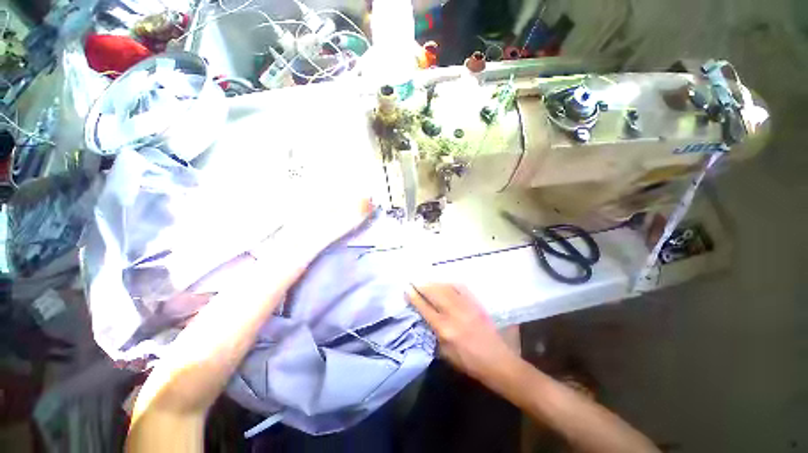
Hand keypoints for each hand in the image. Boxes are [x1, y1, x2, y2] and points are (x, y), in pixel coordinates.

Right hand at [408, 284, 519, 384]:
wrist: (498, 362)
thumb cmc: (469, 363)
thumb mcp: (446, 355)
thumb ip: (434, 336)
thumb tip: (425, 321)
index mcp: (445, 329)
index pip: (425, 308)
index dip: (414, 297)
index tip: (407, 289)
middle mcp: (454, 314)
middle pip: (434, 294)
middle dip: (422, 286)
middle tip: (414, 281)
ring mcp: (466, 306)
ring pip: (446, 289)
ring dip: (434, 283)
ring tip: (426, 281)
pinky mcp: (476, 304)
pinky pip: (461, 288)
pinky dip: (451, 284)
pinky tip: (445, 282)